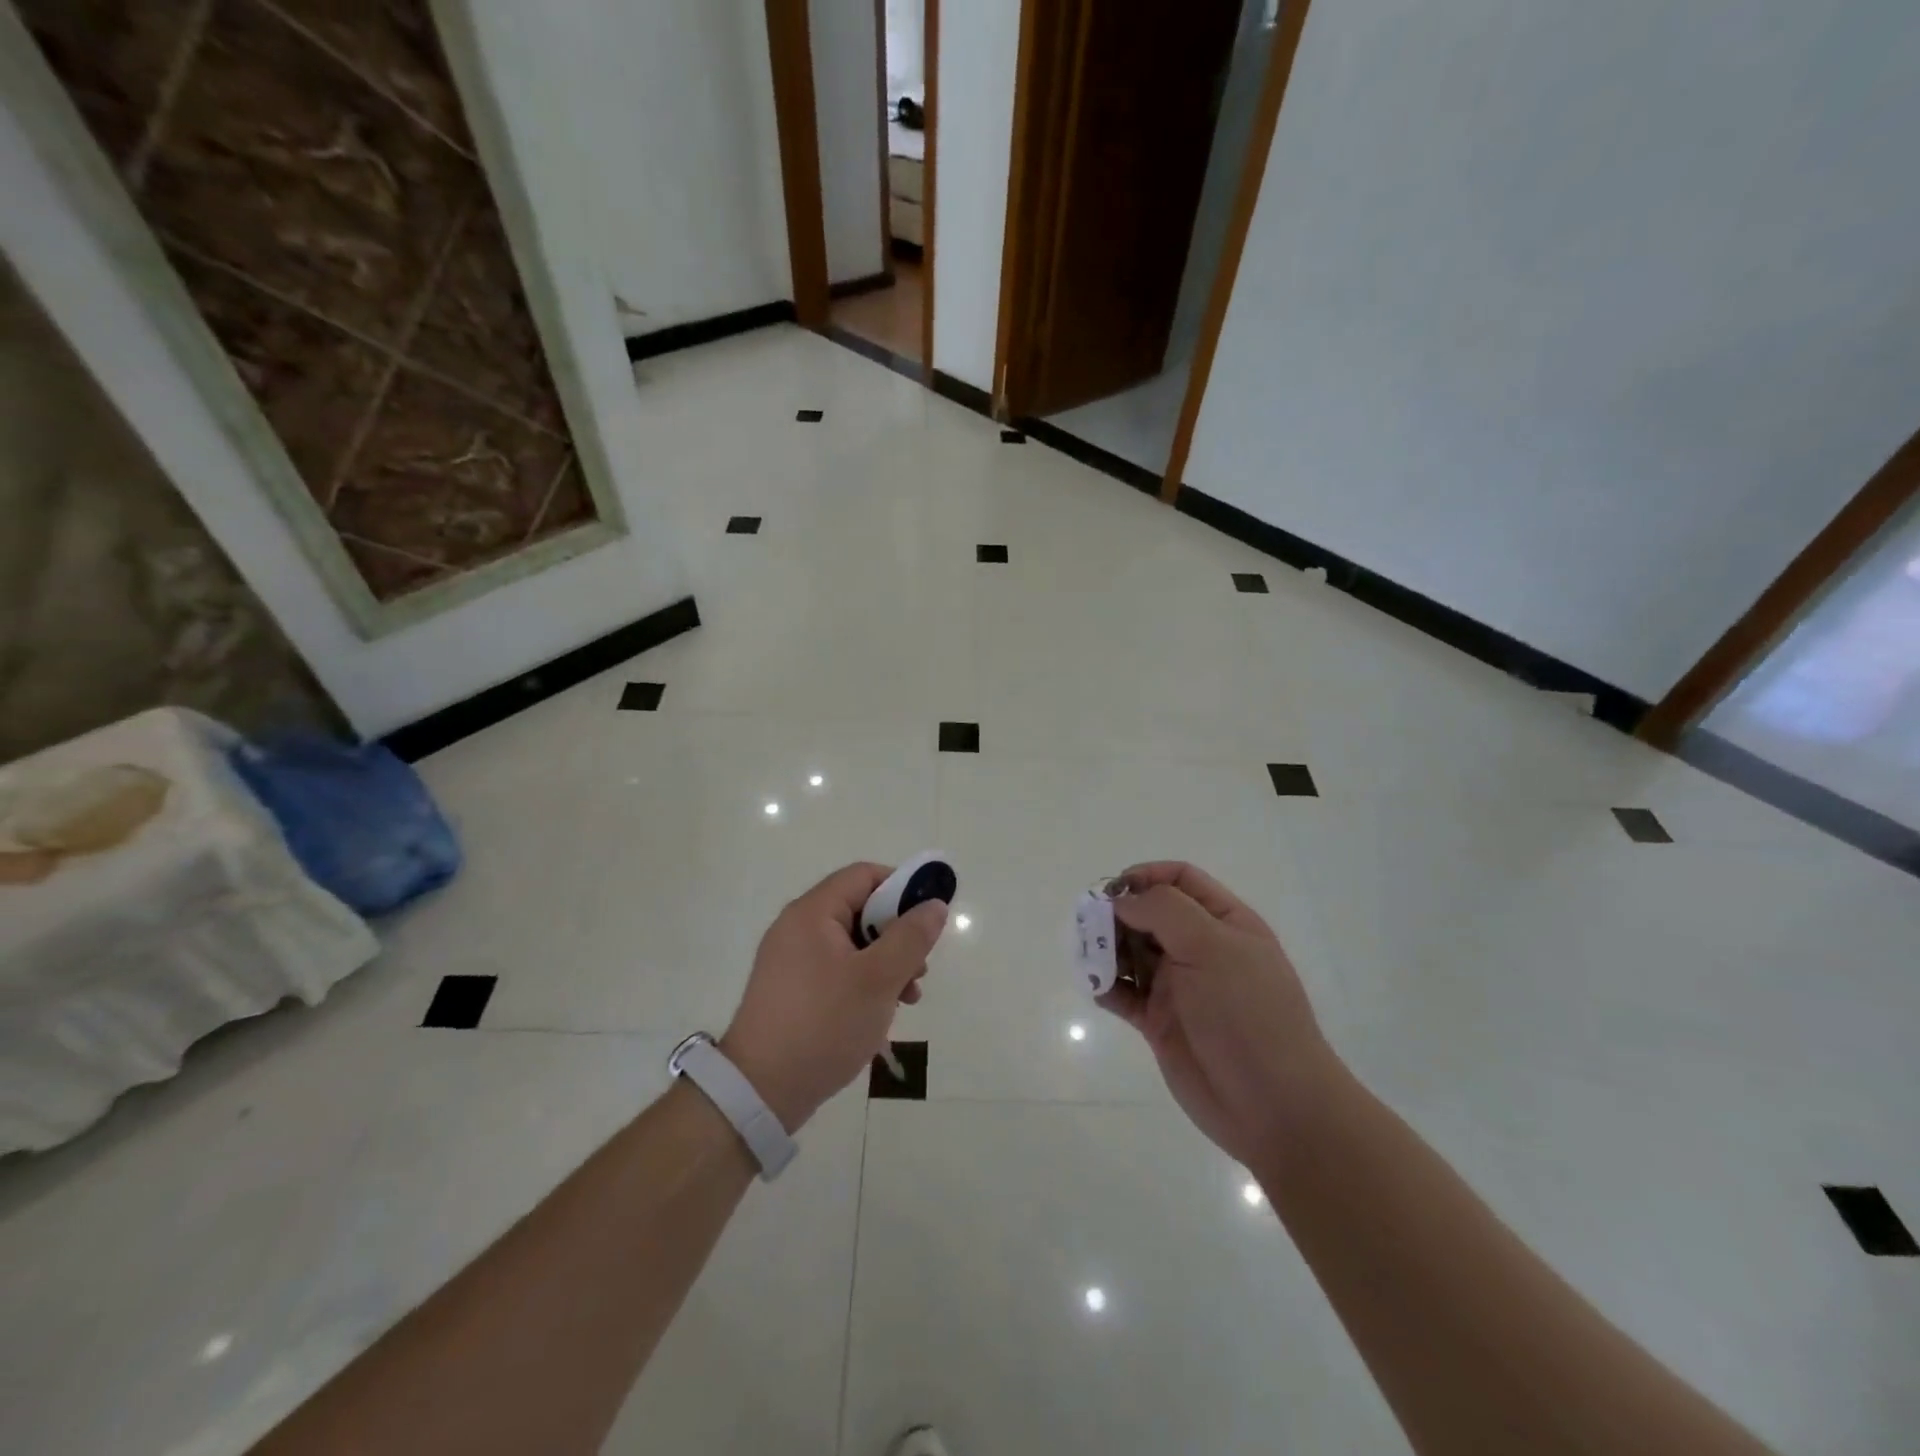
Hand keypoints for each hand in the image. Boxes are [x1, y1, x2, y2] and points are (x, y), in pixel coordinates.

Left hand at [721, 862, 946, 1130]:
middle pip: (860, 910)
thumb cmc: (824, 1024)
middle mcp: (797, 927)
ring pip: (852, 944)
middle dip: (897, 936)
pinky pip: (836, 970)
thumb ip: (911, 937)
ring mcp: (790, 960)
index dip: (902, 888)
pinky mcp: (790, 990)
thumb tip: (934, 905)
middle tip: (920, 970)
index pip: (864, 875)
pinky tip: (880, 1014)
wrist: (760, 1091)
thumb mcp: (878, 979)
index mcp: (813, 913)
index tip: (927, 921)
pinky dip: (863, 982)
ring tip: (907, 998)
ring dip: (885, 963)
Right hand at [1099, 862, 1339, 1167]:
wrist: (1273, 1106)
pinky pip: (1124, 994)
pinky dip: (1106, 986)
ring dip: (1106, 949)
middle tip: (1090, 926)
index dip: (1146, 876)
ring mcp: (1179, 987)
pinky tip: (1097, 988)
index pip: (1181, 880)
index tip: (1113, 890)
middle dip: (1117, 914)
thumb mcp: (1212, 946)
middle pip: (1149, 914)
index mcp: (1224, 923)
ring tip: (1089, 958)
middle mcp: (1200, 949)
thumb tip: (1122, 901)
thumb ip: (1164, 911)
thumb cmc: (1248, 1014)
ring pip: (1132, 952)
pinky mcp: (1160, 1023)